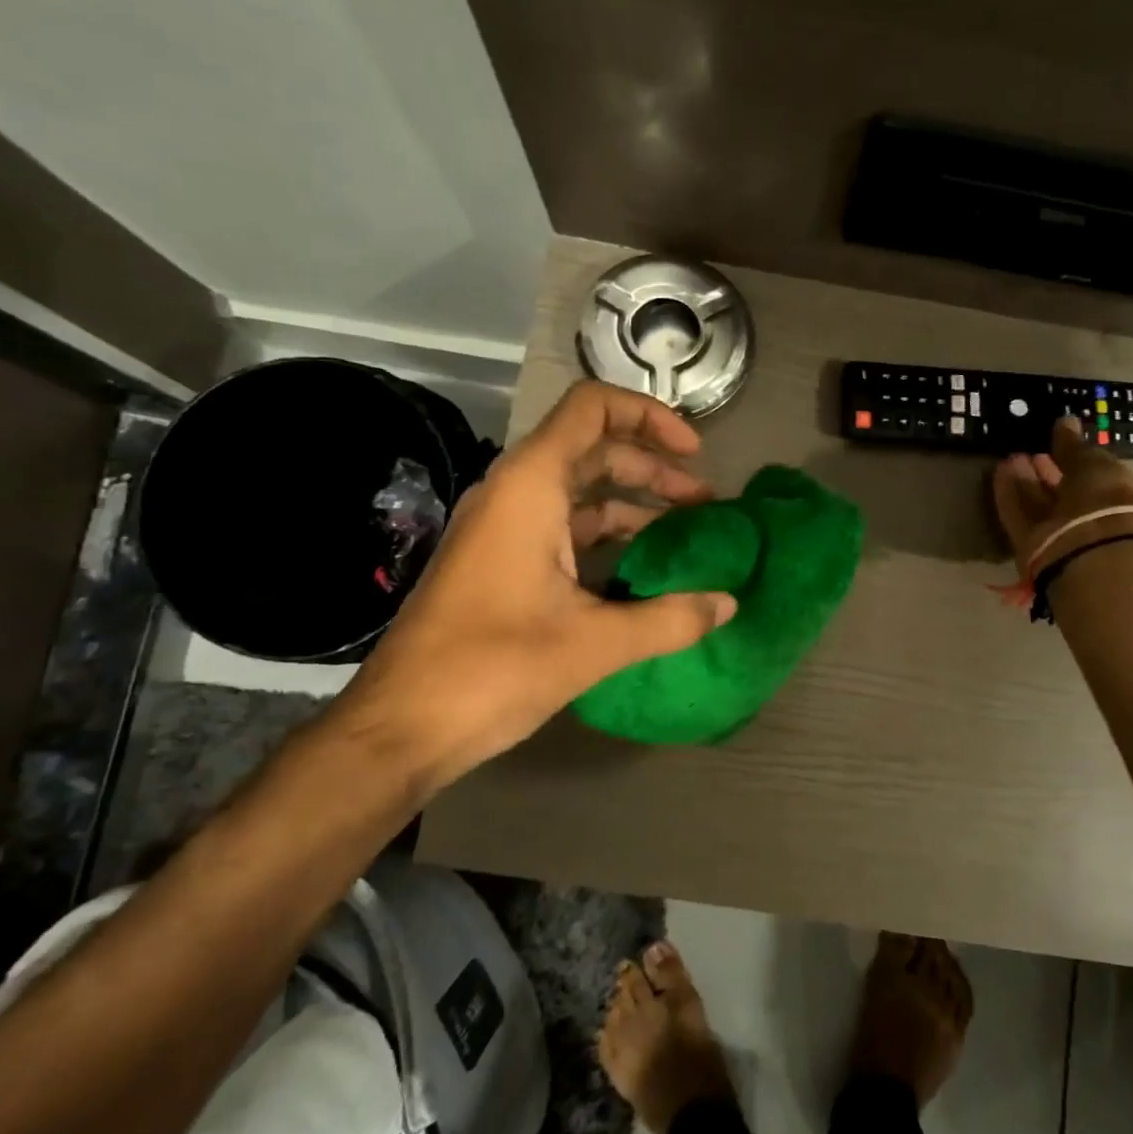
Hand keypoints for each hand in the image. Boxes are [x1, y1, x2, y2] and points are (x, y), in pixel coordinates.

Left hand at [327, 381, 737, 799]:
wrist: (403, 725)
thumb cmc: (494, 668)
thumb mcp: (594, 643)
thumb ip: (670, 619)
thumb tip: (729, 603)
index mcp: (530, 486)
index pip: (592, 408)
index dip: (649, 416)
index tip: (694, 453)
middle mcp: (514, 493)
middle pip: (594, 450)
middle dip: (654, 469)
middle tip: (705, 506)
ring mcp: (503, 529)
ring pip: (579, 493)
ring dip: (633, 506)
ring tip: (685, 537)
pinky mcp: (500, 563)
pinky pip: (562, 530)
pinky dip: (606, 539)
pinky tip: (642, 573)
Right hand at [993, 415, 1132, 571]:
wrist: (1093, 549)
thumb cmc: (1106, 498)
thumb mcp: (1094, 463)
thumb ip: (1074, 446)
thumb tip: (1065, 421)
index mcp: (1116, 498)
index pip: (1091, 476)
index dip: (1072, 460)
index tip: (1055, 441)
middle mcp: (1088, 519)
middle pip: (1062, 494)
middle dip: (1047, 472)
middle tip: (1031, 451)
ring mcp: (1059, 534)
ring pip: (1039, 505)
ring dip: (1025, 481)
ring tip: (1011, 457)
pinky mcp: (1031, 546)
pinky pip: (1019, 515)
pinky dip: (1009, 494)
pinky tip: (1000, 471)